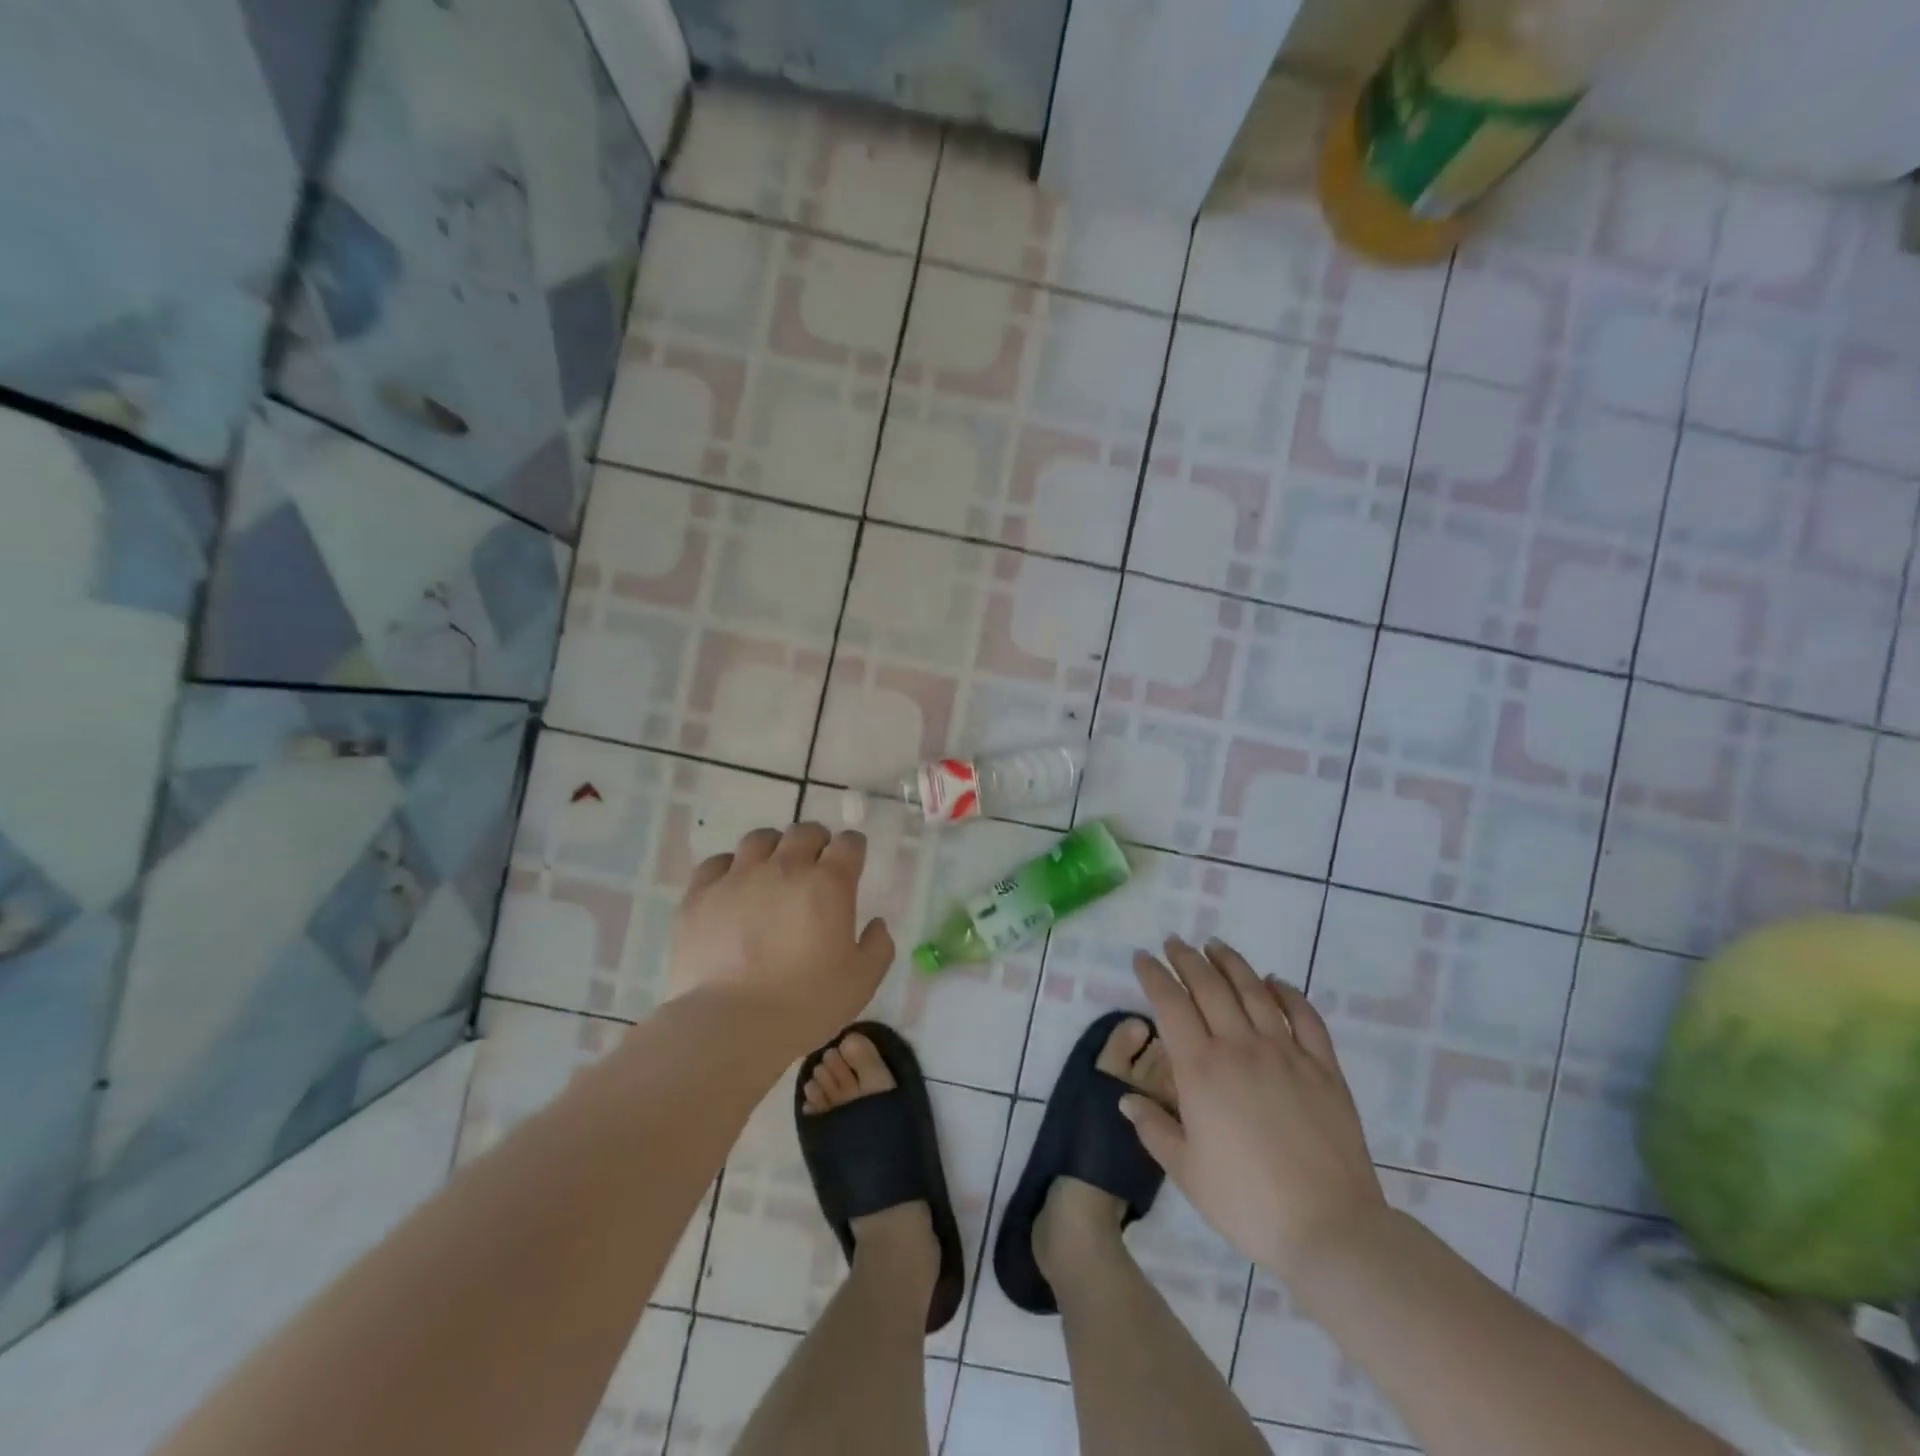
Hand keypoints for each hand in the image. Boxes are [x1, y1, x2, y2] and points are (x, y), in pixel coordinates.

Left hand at [669, 823, 894, 1053]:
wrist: (730, 1024)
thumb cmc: (805, 1004)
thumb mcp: (861, 982)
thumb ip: (877, 947)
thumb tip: (876, 924)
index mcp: (829, 883)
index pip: (849, 843)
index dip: (853, 849)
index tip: (852, 861)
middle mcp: (785, 867)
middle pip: (804, 832)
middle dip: (816, 842)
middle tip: (814, 865)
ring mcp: (739, 876)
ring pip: (760, 839)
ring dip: (773, 848)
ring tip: (772, 870)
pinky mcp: (701, 893)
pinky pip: (717, 863)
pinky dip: (730, 868)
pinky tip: (732, 887)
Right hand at [1122, 936, 1388, 1280]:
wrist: (1330, 1230)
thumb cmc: (1247, 1203)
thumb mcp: (1186, 1171)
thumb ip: (1154, 1128)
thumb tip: (1126, 1100)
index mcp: (1201, 1070)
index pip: (1170, 1004)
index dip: (1153, 976)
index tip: (1142, 957)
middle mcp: (1240, 1047)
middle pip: (1209, 987)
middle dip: (1186, 959)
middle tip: (1174, 942)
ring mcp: (1286, 1053)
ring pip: (1254, 991)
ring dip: (1231, 963)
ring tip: (1215, 946)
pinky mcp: (1324, 1068)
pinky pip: (1305, 1017)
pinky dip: (1288, 993)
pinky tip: (1275, 981)